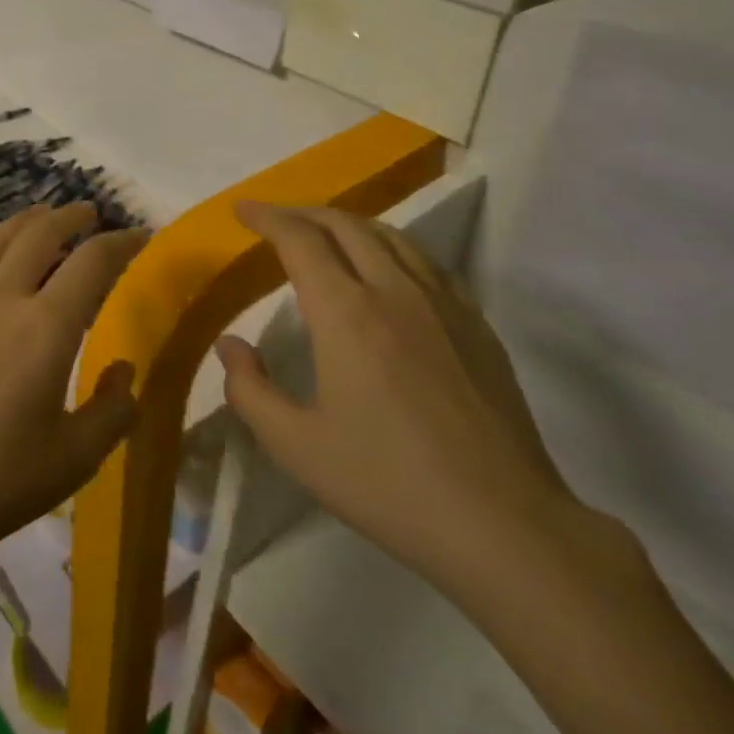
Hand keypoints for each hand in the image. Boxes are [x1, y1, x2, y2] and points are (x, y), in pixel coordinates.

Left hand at [0, 204, 146, 581]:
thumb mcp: (73, 460)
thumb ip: (112, 412)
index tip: (139, 237)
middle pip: (39, 234)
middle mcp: (1, 299)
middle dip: (69, 216)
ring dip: (23, 223)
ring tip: (40, 219)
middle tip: (88, 214)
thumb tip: (125, 372)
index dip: (121, 242)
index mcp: (46, 328)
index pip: (92, 262)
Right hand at [219, 202, 574, 596]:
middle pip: (346, 225)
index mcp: (346, 313)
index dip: (267, 216)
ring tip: (325, 234)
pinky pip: (426, 263)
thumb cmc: (387, 483)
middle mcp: (395, 290)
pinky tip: (388, 271)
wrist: (502, 523)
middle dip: (304, 212)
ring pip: (391, 236)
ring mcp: (443, 304)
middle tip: (276, 219)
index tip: (243, 209)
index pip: (300, 239)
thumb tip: (230, 344)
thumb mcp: (296, 446)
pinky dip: (392, 248)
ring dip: (349, 224)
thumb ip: (250, 389)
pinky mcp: (477, 325)